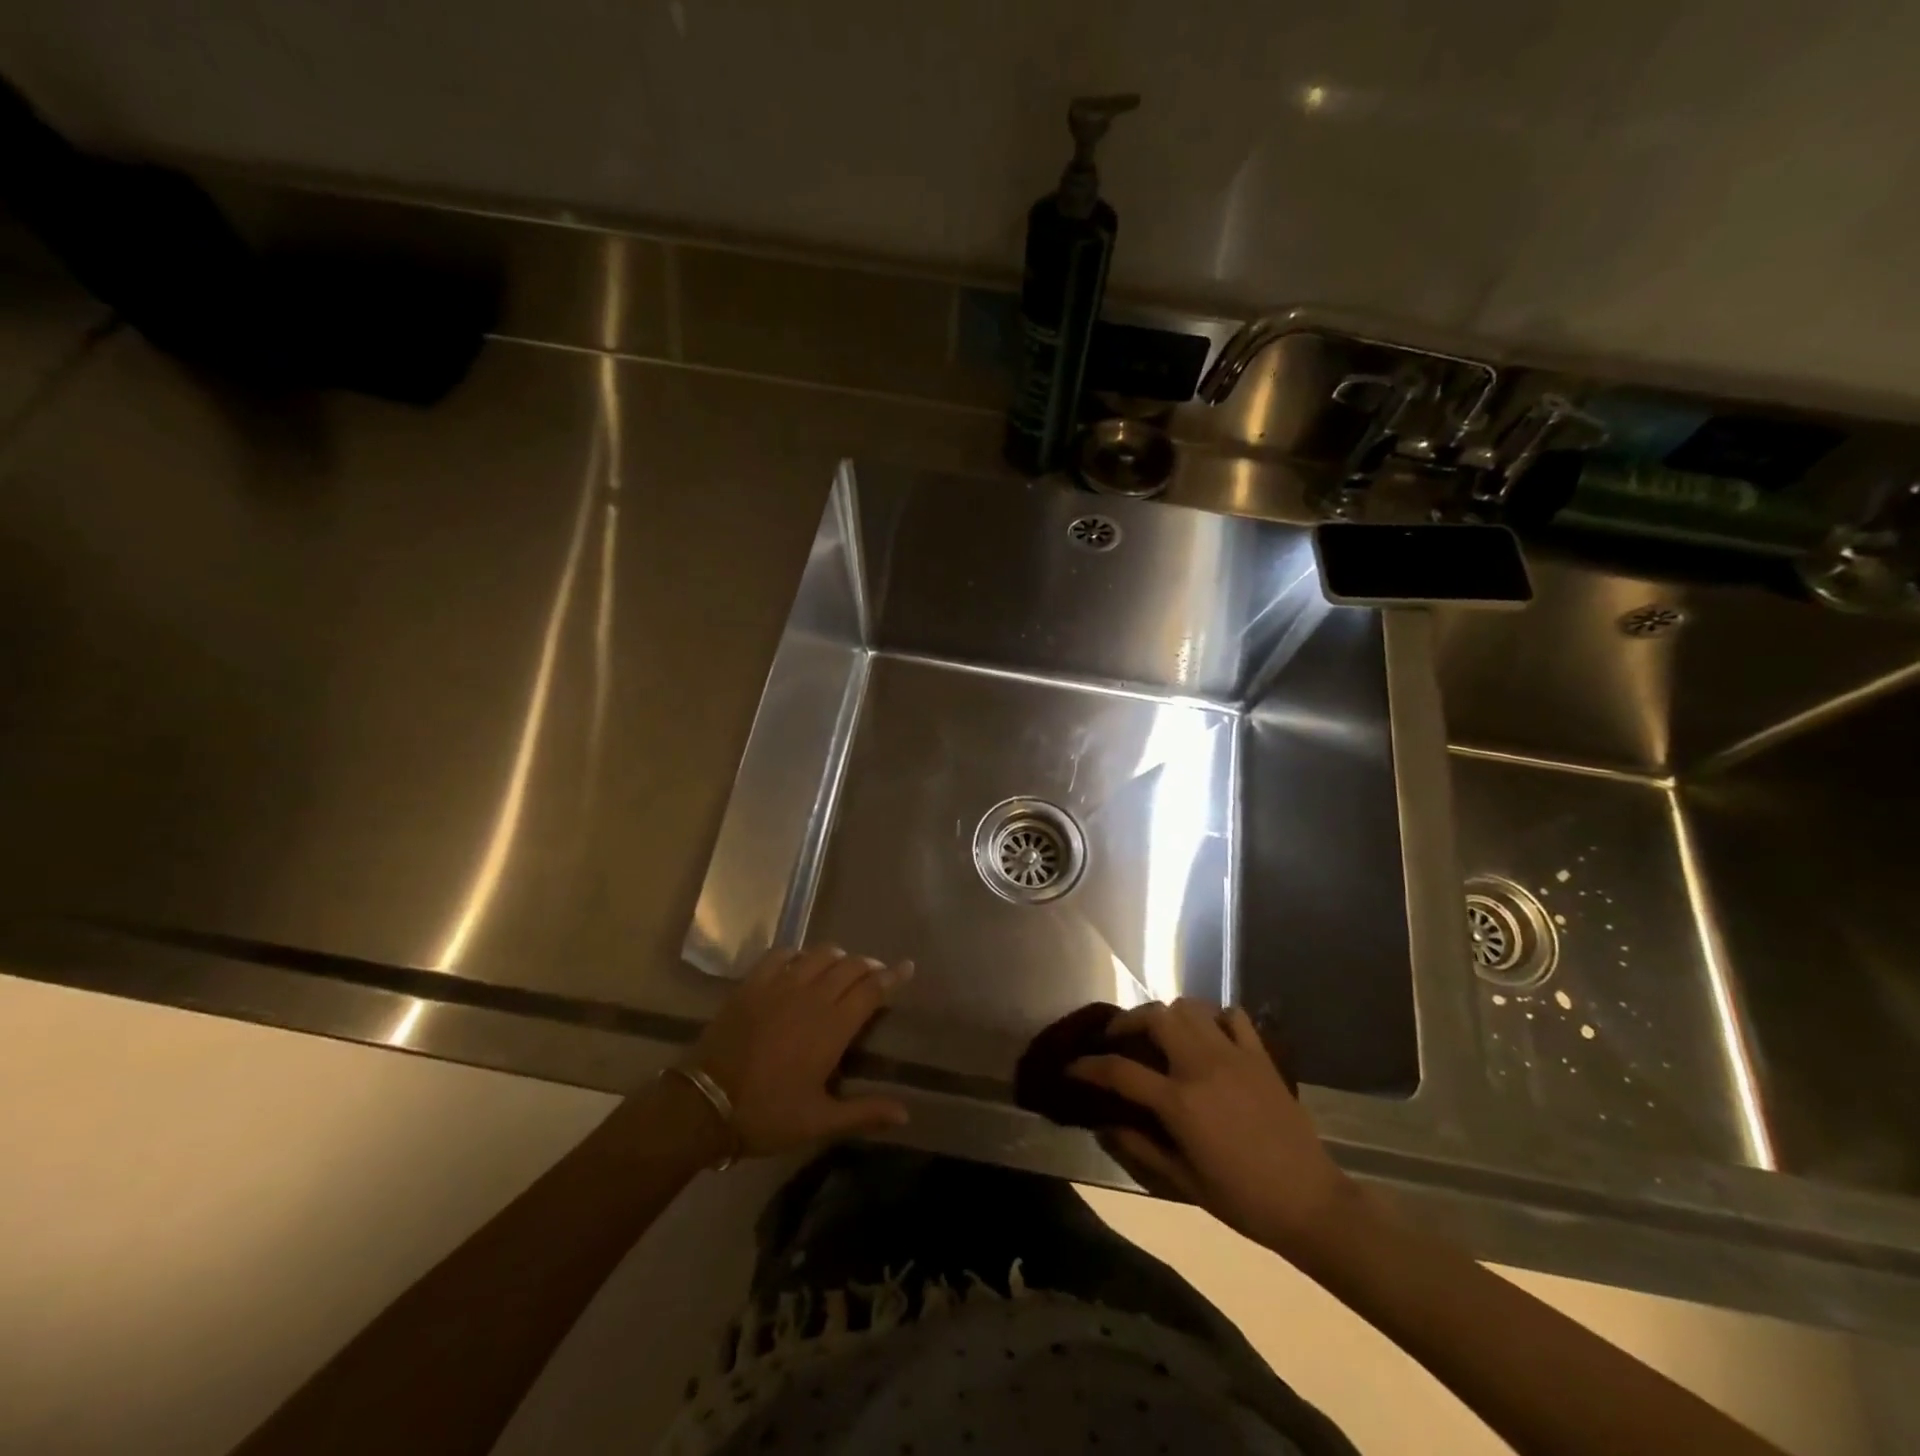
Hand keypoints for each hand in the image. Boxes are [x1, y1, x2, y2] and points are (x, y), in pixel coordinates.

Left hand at [685, 945, 912, 1156]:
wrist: (704, 1104)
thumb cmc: (767, 1114)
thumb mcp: (818, 1121)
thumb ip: (864, 1112)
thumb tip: (906, 1114)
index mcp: (832, 1027)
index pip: (872, 990)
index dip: (893, 976)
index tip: (907, 967)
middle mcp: (812, 997)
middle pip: (850, 966)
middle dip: (869, 966)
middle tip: (875, 974)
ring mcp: (780, 985)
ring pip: (820, 954)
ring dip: (838, 957)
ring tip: (842, 968)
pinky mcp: (753, 983)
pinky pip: (783, 954)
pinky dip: (799, 955)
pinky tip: (800, 965)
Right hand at [1068, 999, 1356, 1257]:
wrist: (1311, 1203)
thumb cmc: (1243, 1200)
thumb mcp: (1183, 1183)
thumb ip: (1139, 1148)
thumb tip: (1104, 1125)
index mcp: (1180, 1101)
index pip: (1120, 1071)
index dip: (1089, 1067)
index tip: (1072, 1068)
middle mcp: (1202, 1066)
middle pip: (1155, 1018)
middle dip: (1128, 1022)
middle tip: (1118, 1038)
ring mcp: (1235, 1055)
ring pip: (1190, 1007)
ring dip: (1168, 1015)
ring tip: (1160, 1034)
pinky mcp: (1261, 1056)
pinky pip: (1233, 1016)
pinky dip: (1215, 1017)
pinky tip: (1208, 1036)